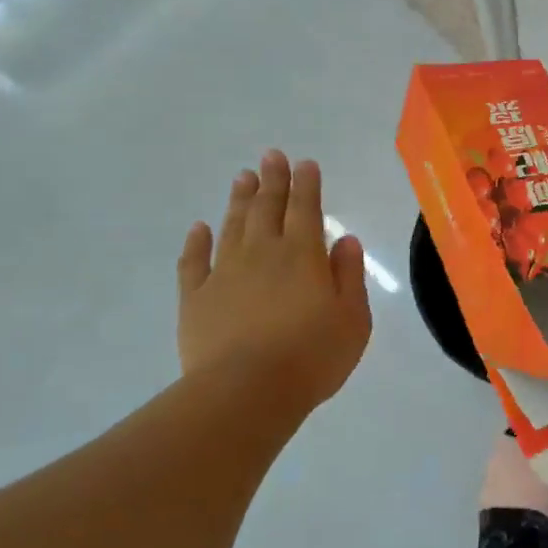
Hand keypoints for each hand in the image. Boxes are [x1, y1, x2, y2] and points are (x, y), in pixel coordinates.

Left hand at [176, 150, 370, 419]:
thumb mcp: (353, 319)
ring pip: (233, 226)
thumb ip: (350, 275)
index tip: (304, 163)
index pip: (306, 209)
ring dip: (239, 200)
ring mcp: (225, 273)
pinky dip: (197, 242)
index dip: (306, 184)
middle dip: (272, 180)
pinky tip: (199, 228)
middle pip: (268, 208)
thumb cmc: (312, 356)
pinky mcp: (196, 298)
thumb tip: (345, 240)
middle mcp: (263, 253)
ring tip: (242, 177)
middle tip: (271, 155)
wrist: (246, 392)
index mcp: (303, 255)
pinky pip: (194, 262)